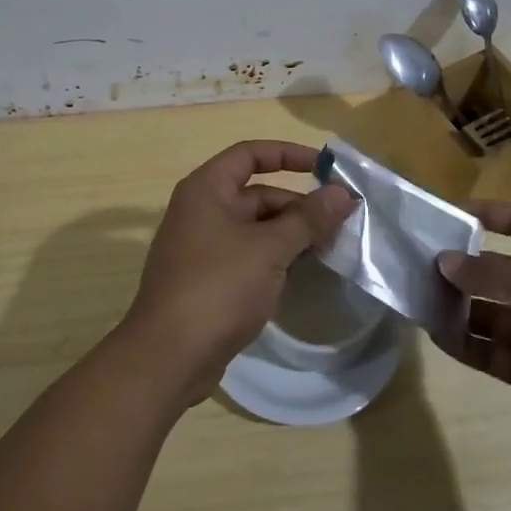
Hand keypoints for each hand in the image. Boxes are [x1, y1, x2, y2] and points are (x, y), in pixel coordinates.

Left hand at [125, 141, 355, 405]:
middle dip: (298, 205)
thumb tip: (342, 193)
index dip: (289, 155)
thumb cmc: (217, 288)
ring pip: (256, 228)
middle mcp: (201, 211)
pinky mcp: (209, 280)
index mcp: (207, 189)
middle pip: (257, 194)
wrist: (169, 357)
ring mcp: (203, 247)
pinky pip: (249, 256)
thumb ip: (307, 218)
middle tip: (341, 222)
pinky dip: (275, 258)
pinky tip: (304, 273)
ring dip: (291, 234)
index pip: (250, 154)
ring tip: (331, 248)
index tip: (326, 168)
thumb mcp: (269, 249)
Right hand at [439, 201, 510, 454]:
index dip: (486, 214)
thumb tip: (443, 260)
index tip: (444, 214)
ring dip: (454, 305)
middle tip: (415, 262)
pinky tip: (434, 333)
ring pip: (484, 311)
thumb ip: (488, 272)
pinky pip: (486, 350)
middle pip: (494, 270)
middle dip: (459, 266)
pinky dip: (461, 342)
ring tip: (416, 297)